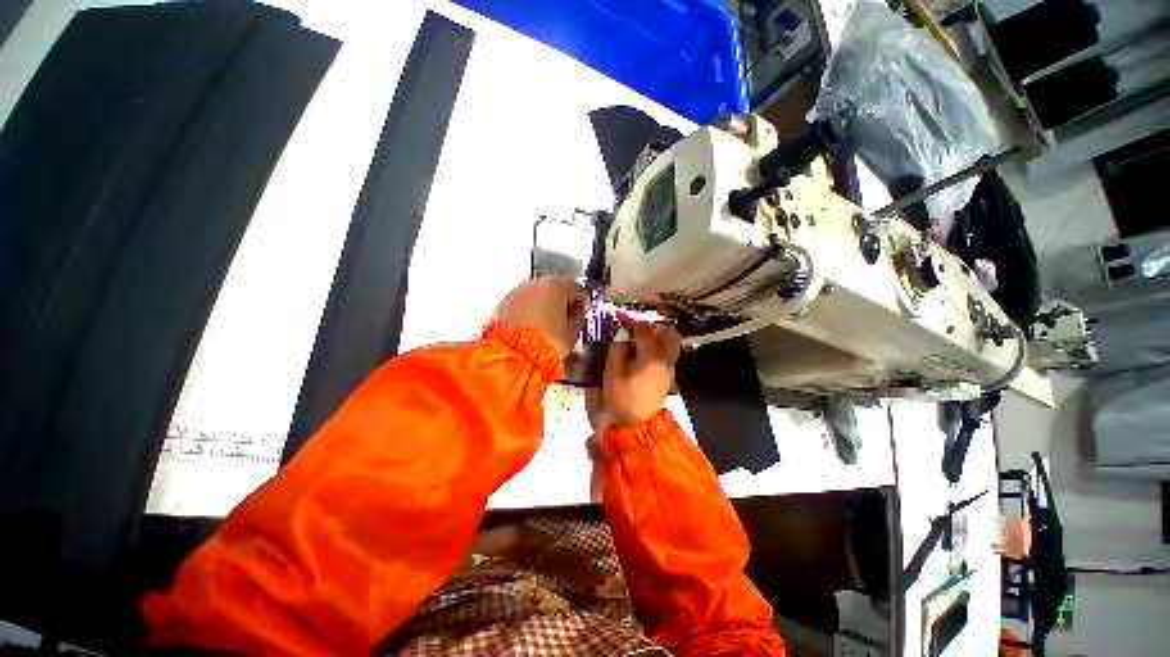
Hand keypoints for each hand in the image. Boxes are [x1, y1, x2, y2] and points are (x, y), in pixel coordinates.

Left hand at [493, 276, 587, 359]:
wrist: (514, 355)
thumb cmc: (545, 344)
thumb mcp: (572, 332)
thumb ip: (579, 315)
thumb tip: (577, 310)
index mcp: (557, 287)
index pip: (576, 288)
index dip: (582, 300)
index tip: (583, 307)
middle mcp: (536, 284)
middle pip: (555, 286)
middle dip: (561, 299)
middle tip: (565, 315)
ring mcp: (518, 291)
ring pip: (537, 293)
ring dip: (544, 303)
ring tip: (547, 323)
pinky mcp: (504, 302)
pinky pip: (523, 301)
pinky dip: (529, 309)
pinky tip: (533, 324)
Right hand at [601, 316, 681, 426]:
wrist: (638, 425)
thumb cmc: (623, 399)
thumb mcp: (612, 374)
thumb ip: (617, 350)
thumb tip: (622, 336)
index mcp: (651, 358)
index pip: (645, 331)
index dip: (632, 321)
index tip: (620, 317)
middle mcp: (665, 360)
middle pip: (670, 333)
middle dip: (654, 326)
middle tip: (637, 328)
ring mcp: (669, 368)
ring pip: (671, 343)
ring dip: (657, 336)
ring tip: (639, 339)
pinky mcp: (667, 375)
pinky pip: (667, 353)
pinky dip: (658, 347)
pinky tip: (642, 352)